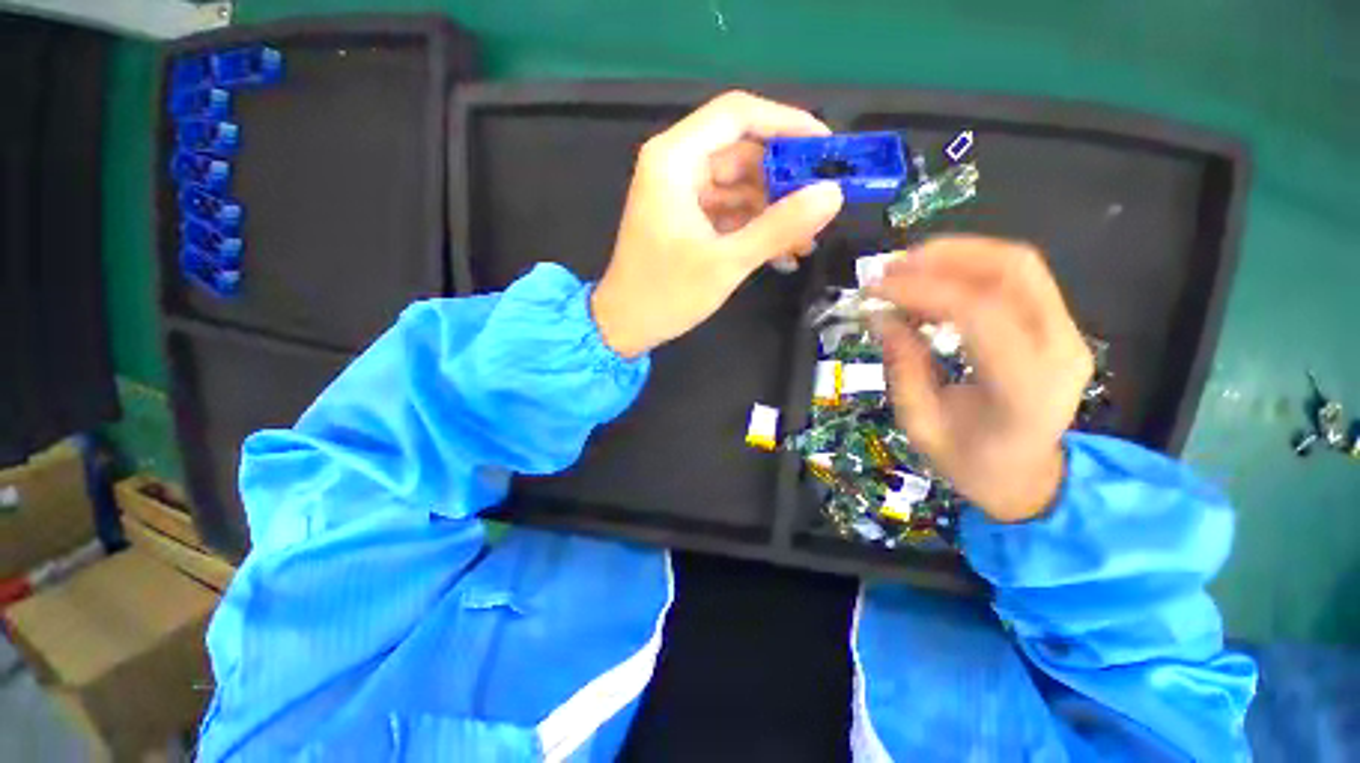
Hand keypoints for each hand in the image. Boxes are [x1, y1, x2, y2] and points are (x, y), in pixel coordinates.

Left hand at [591, 91, 843, 357]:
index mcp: (675, 160)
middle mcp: (676, 166)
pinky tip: (780, 252)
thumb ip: (779, 227)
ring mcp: (680, 194)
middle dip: (784, 180)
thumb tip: (833, 195)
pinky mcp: (685, 219)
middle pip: (742, 152)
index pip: (738, 115)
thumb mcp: (726, 262)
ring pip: (739, 185)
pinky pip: (728, 210)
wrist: (625, 327)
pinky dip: (753, 226)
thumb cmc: (666, 295)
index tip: (825, 149)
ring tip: (806, 241)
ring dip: (773, 210)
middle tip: (821, 207)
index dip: (786, 123)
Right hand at [870, 237, 1093, 522]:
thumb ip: (902, 367)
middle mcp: (1059, 349)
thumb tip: (881, 316)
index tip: (875, 290)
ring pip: (1017, 265)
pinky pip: (1015, 279)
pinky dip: (968, 269)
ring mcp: (1066, 333)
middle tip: (890, 267)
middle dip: (945, 257)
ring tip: (905, 268)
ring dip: (956, 255)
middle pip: (1013, 271)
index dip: (922, 291)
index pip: (980, 314)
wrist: (1028, 477)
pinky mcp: (1057, 325)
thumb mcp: (919, 424)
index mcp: (1024, 387)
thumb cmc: (971, 462)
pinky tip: (931, 281)